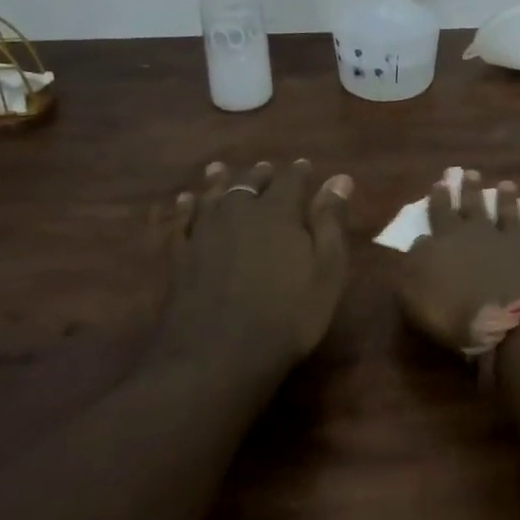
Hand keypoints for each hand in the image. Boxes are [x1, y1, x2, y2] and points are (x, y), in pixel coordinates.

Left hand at [161, 160, 353, 374]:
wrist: (218, 354)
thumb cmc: (288, 314)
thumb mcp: (326, 271)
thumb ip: (331, 222)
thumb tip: (340, 179)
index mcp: (278, 212)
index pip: (291, 180)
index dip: (299, 172)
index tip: (305, 166)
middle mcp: (239, 212)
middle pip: (249, 183)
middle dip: (260, 174)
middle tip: (266, 168)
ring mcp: (205, 233)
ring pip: (212, 196)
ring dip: (219, 181)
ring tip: (221, 169)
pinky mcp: (180, 256)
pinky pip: (181, 222)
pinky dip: (185, 208)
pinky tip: (185, 201)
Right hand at [398, 169, 519, 349]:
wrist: (512, 323)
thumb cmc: (456, 314)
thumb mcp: (415, 295)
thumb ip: (413, 265)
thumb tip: (420, 242)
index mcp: (448, 240)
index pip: (441, 213)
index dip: (440, 198)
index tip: (441, 181)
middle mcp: (482, 233)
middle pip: (475, 206)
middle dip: (471, 189)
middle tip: (471, 172)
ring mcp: (516, 241)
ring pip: (510, 213)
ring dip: (507, 199)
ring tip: (507, 184)